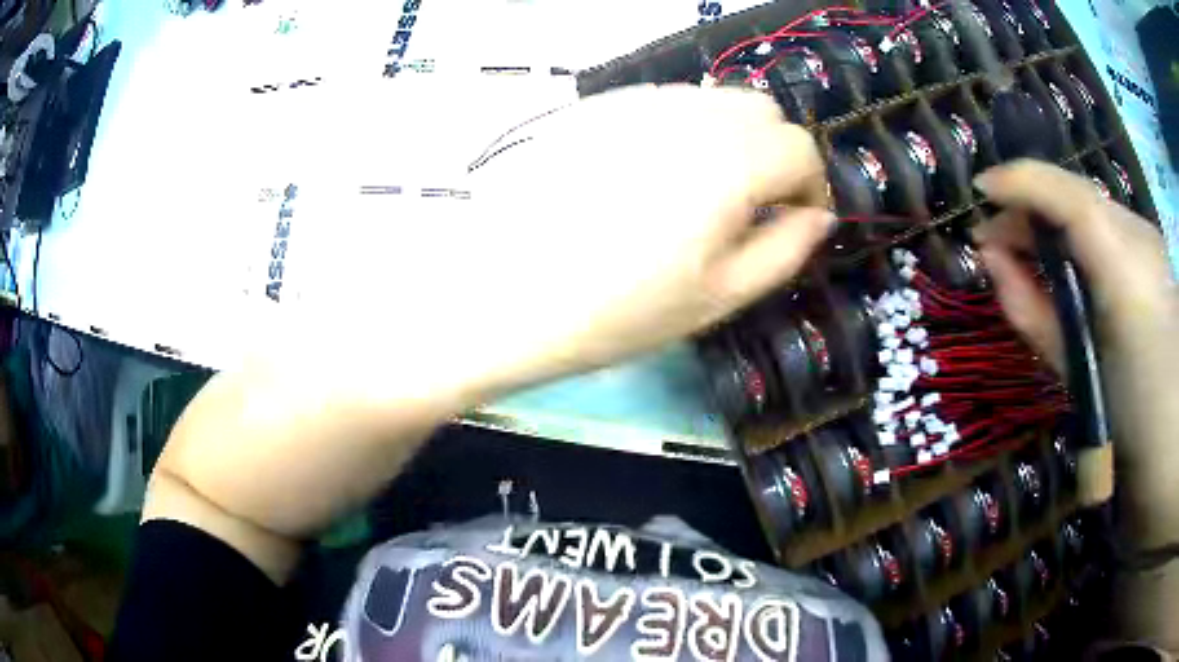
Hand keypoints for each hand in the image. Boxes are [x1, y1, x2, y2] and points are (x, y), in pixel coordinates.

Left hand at [312, 85, 832, 399]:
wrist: (502, 295)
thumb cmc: (617, 311)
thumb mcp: (719, 297)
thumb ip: (785, 249)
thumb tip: (818, 216)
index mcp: (730, 159)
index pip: (801, 147)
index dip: (809, 186)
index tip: (794, 222)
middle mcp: (688, 113)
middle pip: (761, 110)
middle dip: (773, 154)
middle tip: (751, 207)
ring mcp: (635, 103)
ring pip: (712, 100)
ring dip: (729, 138)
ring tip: (700, 194)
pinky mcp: (595, 108)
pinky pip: (663, 103)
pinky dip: (682, 129)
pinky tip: (651, 176)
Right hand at [973, 160, 1178, 542]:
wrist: (1167, 442)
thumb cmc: (1124, 418)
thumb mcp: (1074, 371)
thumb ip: (1033, 312)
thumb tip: (991, 260)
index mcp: (1126, 273)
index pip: (1072, 200)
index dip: (1023, 182)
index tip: (980, 190)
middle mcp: (1138, 239)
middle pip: (1076, 197)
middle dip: (1030, 209)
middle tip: (992, 236)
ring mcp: (1147, 240)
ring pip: (1087, 209)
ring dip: (1050, 223)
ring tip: (1018, 251)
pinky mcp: (1150, 249)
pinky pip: (1102, 226)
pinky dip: (1073, 235)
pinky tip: (1056, 259)